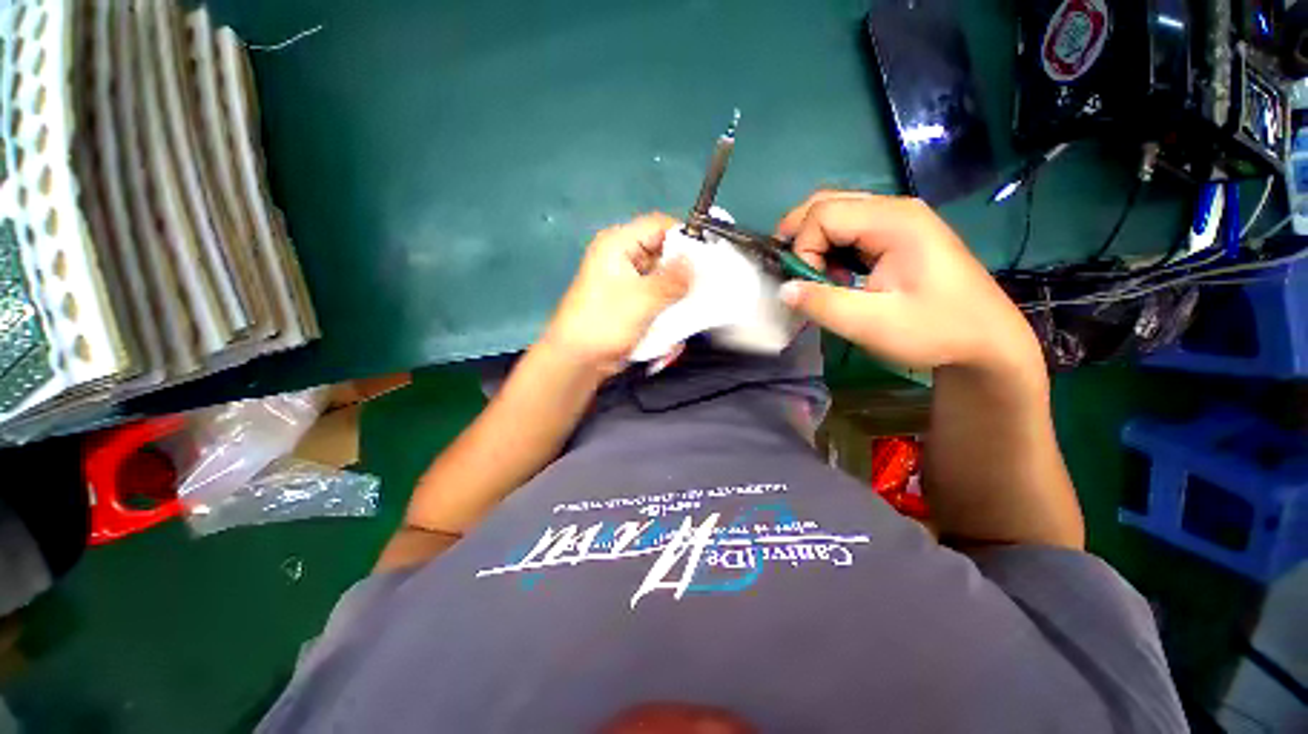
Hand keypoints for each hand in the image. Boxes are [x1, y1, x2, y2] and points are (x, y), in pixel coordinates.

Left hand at [542, 213, 691, 375]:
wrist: (579, 359)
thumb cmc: (605, 323)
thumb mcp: (643, 299)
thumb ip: (673, 280)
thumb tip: (698, 262)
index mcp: (618, 244)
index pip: (659, 226)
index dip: (686, 237)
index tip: (708, 258)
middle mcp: (622, 255)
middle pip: (662, 250)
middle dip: (683, 268)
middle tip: (705, 284)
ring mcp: (625, 277)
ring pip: (662, 273)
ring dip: (676, 288)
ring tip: (693, 302)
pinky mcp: (629, 297)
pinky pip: (655, 291)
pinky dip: (667, 301)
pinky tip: (677, 314)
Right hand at [776, 192, 1041, 376]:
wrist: (987, 342)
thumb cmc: (934, 331)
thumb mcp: (871, 324)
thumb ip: (822, 304)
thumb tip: (783, 289)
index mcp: (893, 222)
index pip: (823, 214)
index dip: (803, 248)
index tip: (809, 286)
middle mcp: (895, 209)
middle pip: (826, 203)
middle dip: (799, 237)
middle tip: (793, 274)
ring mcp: (898, 220)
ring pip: (836, 213)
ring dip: (814, 243)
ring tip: (816, 277)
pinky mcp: (898, 235)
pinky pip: (850, 229)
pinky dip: (830, 248)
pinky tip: (836, 274)